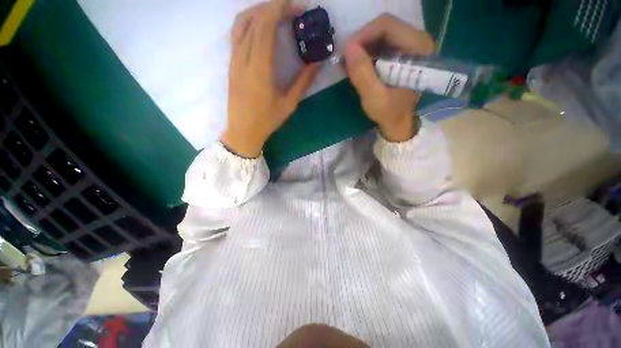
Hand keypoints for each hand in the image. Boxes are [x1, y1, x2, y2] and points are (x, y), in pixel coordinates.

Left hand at [221, 0, 318, 157]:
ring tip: (276, 12)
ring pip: (241, 22)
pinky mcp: (231, 63)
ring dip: (259, 10)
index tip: (297, 5)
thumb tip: (317, 62)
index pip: (265, 26)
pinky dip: (249, 21)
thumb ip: (303, 81)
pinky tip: (260, 26)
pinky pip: (236, 33)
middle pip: (254, 19)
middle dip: (274, 6)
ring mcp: (234, 59)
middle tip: (292, 8)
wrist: (243, 131)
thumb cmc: (267, 121)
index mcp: (260, 69)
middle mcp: (243, 58)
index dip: (280, 8)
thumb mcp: (289, 104)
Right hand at [344, 14, 434, 141]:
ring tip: (347, 63)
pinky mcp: (401, 52)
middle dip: (360, 41)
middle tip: (344, 58)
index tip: (345, 52)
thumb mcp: (374, 98)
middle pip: (383, 27)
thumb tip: (347, 48)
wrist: (398, 123)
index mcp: (418, 49)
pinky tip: (355, 64)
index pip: (387, 26)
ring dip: (361, 47)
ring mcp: (409, 45)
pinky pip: (380, 43)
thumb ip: (362, 74)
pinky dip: (365, 52)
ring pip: (380, 34)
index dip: (363, 35)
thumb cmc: (389, 113)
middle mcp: (417, 41)